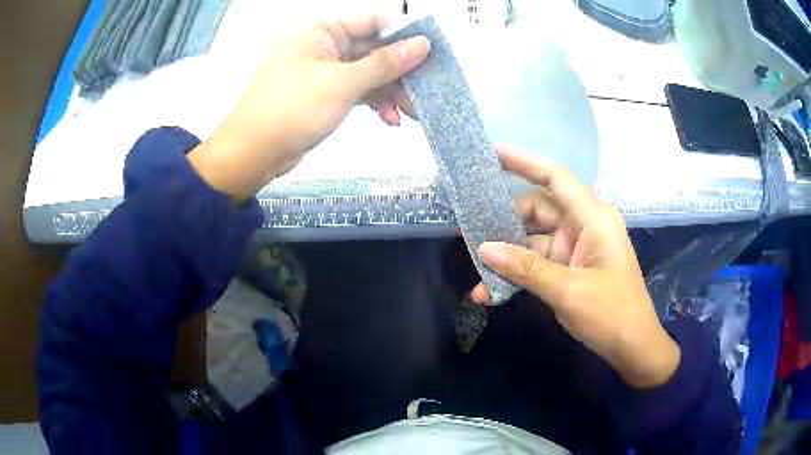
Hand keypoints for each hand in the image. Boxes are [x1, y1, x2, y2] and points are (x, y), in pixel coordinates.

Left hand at [187, 14, 430, 199]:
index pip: (374, 20)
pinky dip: (374, 102)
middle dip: (400, 72)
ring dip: (390, 91)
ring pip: (368, 72)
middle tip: (424, 92)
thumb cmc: (292, 109)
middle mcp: (325, 45)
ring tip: (410, 113)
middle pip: (374, 49)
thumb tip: (422, 44)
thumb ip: (385, 63)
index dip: (404, 34)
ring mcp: (324, 70)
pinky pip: (357, 90)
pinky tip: (389, 119)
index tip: (431, 53)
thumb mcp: (343, 83)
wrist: (253, 153)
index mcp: (323, 31)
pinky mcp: (324, 93)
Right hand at [471, 146, 679, 388]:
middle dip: (502, 220)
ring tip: (473, 268)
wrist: (632, 346)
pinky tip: (490, 291)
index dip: (524, 162)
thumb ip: (526, 268)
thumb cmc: (611, 314)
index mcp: (593, 218)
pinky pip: (536, 261)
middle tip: (465, 227)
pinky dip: (516, 272)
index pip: (556, 178)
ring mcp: (575, 247)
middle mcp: (583, 225)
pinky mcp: (569, 267)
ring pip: (532, 238)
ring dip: (506, 255)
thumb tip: (483, 248)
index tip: (490, 153)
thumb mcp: (568, 291)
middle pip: (537, 209)